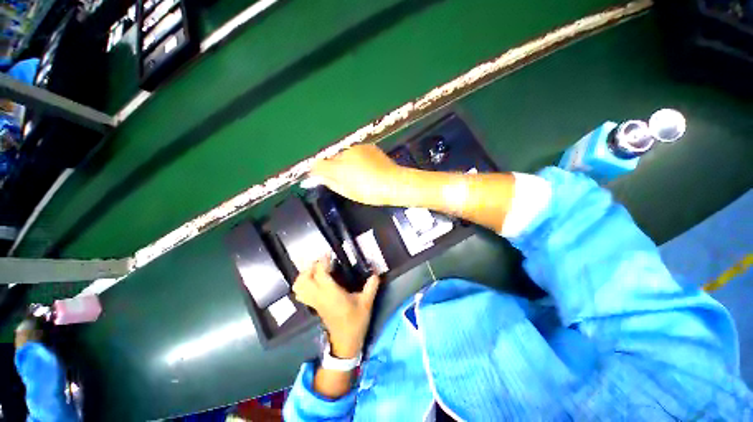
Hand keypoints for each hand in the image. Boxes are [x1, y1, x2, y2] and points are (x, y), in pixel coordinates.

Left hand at [292, 255, 380, 357]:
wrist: (345, 343)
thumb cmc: (355, 322)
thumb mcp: (366, 303)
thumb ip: (371, 286)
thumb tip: (376, 273)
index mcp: (331, 293)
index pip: (320, 273)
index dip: (323, 261)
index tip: (329, 253)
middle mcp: (319, 296)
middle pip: (304, 279)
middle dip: (310, 267)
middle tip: (322, 261)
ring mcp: (314, 302)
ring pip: (299, 286)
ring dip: (304, 275)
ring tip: (316, 269)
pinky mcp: (313, 306)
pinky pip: (301, 293)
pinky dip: (303, 284)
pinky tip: (313, 281)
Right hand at [311, 144, 405, 205]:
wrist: (394, 183)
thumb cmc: (370, 192)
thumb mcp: (347, 191)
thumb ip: (330, 182)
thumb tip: (319, 176)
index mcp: (339, 168)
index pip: (318, 165)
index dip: (318, 171)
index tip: (320, 177)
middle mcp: (345, 153)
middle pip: (332, 158)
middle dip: (334, 167)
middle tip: (345, 179)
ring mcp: (358, 148)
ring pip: (345, 154)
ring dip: (347, 162)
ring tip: (359, 174)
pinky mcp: (368, 146)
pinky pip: (357, 152)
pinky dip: (358, 158)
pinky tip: (367, 168)